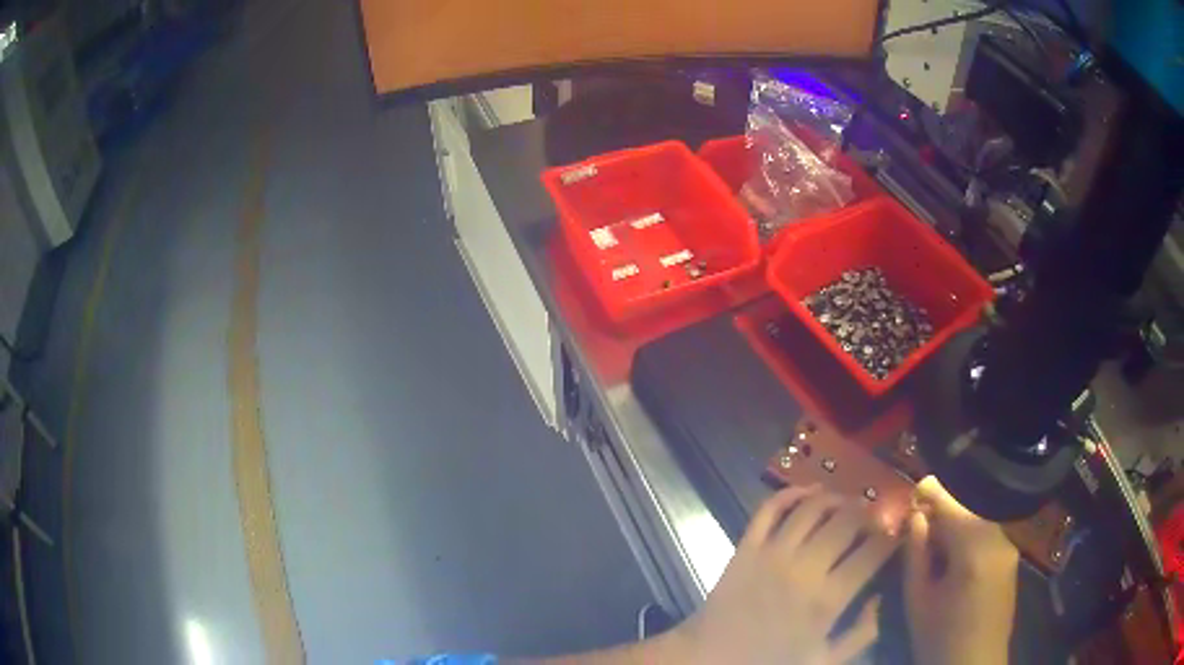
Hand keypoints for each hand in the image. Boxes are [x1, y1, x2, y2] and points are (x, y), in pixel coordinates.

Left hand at [673, 486, 898, 664]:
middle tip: (875, 517)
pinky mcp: (745, 547)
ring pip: (813, 507)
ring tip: (849, 504)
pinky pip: (769, 508)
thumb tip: (880, 597)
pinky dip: (791, 493)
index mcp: (828, 599)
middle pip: (847, 521)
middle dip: (869, 513)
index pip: (873, 551)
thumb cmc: (770, 662)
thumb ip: (862, 633)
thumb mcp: (825, 660)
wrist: (709, 659)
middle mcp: (804, 568)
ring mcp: (772, 553)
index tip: (897, 534)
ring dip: (837, 498)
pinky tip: (810, 491)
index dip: (891, 537)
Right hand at [904, 476, 1018, 664]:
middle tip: (920, 515)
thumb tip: (916, 518)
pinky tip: (954, 551)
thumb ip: (917, 555)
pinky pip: (988, 533)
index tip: (917, 485)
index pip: (953, 506)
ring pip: (980, 519)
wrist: (974, 663)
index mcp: (974, 551)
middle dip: (946, 507)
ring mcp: (1009, 548)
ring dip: (958, 520)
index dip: (934, 492)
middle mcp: (998, 540)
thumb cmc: (939, 638)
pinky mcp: (1012, 558)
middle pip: (969, 509)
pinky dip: (970, 532)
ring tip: (935, 534)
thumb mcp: (918, 601)